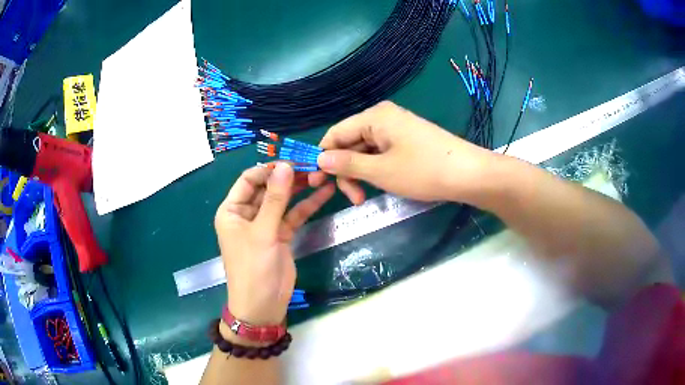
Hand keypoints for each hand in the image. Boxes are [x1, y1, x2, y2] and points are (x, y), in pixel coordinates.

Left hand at [215, 163, 334, 324]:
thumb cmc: (253, 268)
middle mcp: (247, 214)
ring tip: (320, 175)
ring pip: (282, 200)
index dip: (268, 169)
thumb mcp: (263, 232)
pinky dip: (307, 205)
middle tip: (312, 166)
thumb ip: (275, 199)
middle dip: (287, 177)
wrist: (263, 305)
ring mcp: (265, 224)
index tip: (292, 161)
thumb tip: (285, 165)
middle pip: (267, 188)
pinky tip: (324, 193)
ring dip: (299, 189)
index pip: (248, 180)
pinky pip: (293, 215)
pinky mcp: (280, 235)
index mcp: (232, 210)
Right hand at [309, 101, 491, 204]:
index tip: (317, 183)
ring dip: (361, 173)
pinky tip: (382, 185)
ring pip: (366, 150)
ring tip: (367, 196)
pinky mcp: (408, 140)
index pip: (335, 134)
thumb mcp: (380, 171)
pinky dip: (376, 170)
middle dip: (346, 171)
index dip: (323, 158)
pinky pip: (382, 153)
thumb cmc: (423, 171)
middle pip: (350, 143)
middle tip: (353, 199)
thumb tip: (319, 159)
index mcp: (374, 117)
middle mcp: (383, 117)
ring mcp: (397, 128)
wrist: (469, 174)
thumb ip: (347, 164)